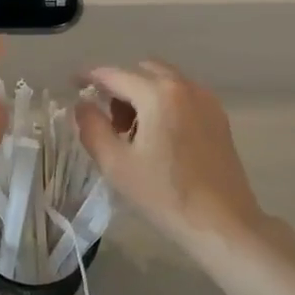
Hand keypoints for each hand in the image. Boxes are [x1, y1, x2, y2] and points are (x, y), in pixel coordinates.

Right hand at [76, 61, 272, 260]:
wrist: (221, 222)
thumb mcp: (115, 164)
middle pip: (143, 72)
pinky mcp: (218, 118)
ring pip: (165, 83)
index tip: (73, 84)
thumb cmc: (163, 194)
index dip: (90, 77)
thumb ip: (92, 127)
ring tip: (133, 135)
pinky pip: (183, 97)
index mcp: (158, 94)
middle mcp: (185, 87)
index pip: (115, 75)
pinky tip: (159, 139)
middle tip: (109, 122)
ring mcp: (206, 101)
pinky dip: (164, 104)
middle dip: (120, 88)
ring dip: (143, 96)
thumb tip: (82, 104)